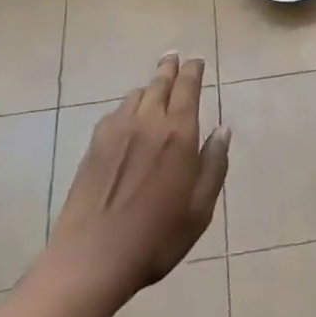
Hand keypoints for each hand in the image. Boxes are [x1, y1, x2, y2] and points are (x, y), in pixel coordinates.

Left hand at [44, 53, 229, 305]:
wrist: (92, 259)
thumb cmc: (156, 238)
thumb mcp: (199, 209)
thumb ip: (214, 165)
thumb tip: (223, 129)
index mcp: (178, 134)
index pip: (187, 88)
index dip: (193, 71)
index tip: (196, 60)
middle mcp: (147, 123)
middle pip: (159, 84)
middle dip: (169, 69)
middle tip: (173, 57)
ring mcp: (116, 132)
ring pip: (136, 96)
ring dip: (148, 87)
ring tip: (154, 86)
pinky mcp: (94, 146)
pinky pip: (115, 113)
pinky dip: (127, 106)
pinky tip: (128, 116)